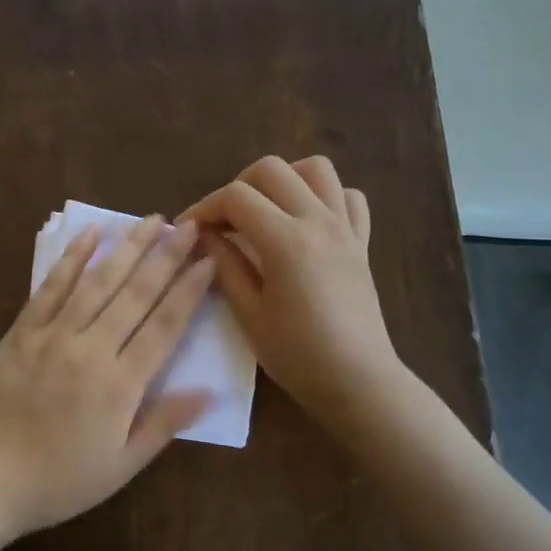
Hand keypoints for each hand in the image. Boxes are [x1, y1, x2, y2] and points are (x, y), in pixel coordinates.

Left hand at [0, 216, 215, 536]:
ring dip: (127, 248)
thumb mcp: (120, 465)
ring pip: (97, 283)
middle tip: (189, 225)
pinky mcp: (21, 332)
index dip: (189, 291)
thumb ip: (163, 424)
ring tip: (151, 221)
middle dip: (166, 257)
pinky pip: (50, 288)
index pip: (164, 326)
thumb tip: (208, 392)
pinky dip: (71, 259)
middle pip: (136, 295)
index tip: (209, 260)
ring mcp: (52, 336)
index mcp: (120, 385)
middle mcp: (90, 349)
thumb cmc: (59, 481)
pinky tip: (90, 234)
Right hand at [182, 156, 403, 435]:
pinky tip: (306, 222)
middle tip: (223, 222)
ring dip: (284, 180)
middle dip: (238, 187)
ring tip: (265, 211)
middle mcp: (318, 220)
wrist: (358, 381)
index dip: (204, 207)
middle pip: (272, 169)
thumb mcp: (248, 314)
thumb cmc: (297, 355)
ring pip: (315, 169)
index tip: (188, 230)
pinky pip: (348, 196)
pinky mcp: (361, 241)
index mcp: (286, 240)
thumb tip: (204, 235)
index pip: (236, 197)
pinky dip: (324, 196)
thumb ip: (225, 265)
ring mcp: (345, 227)